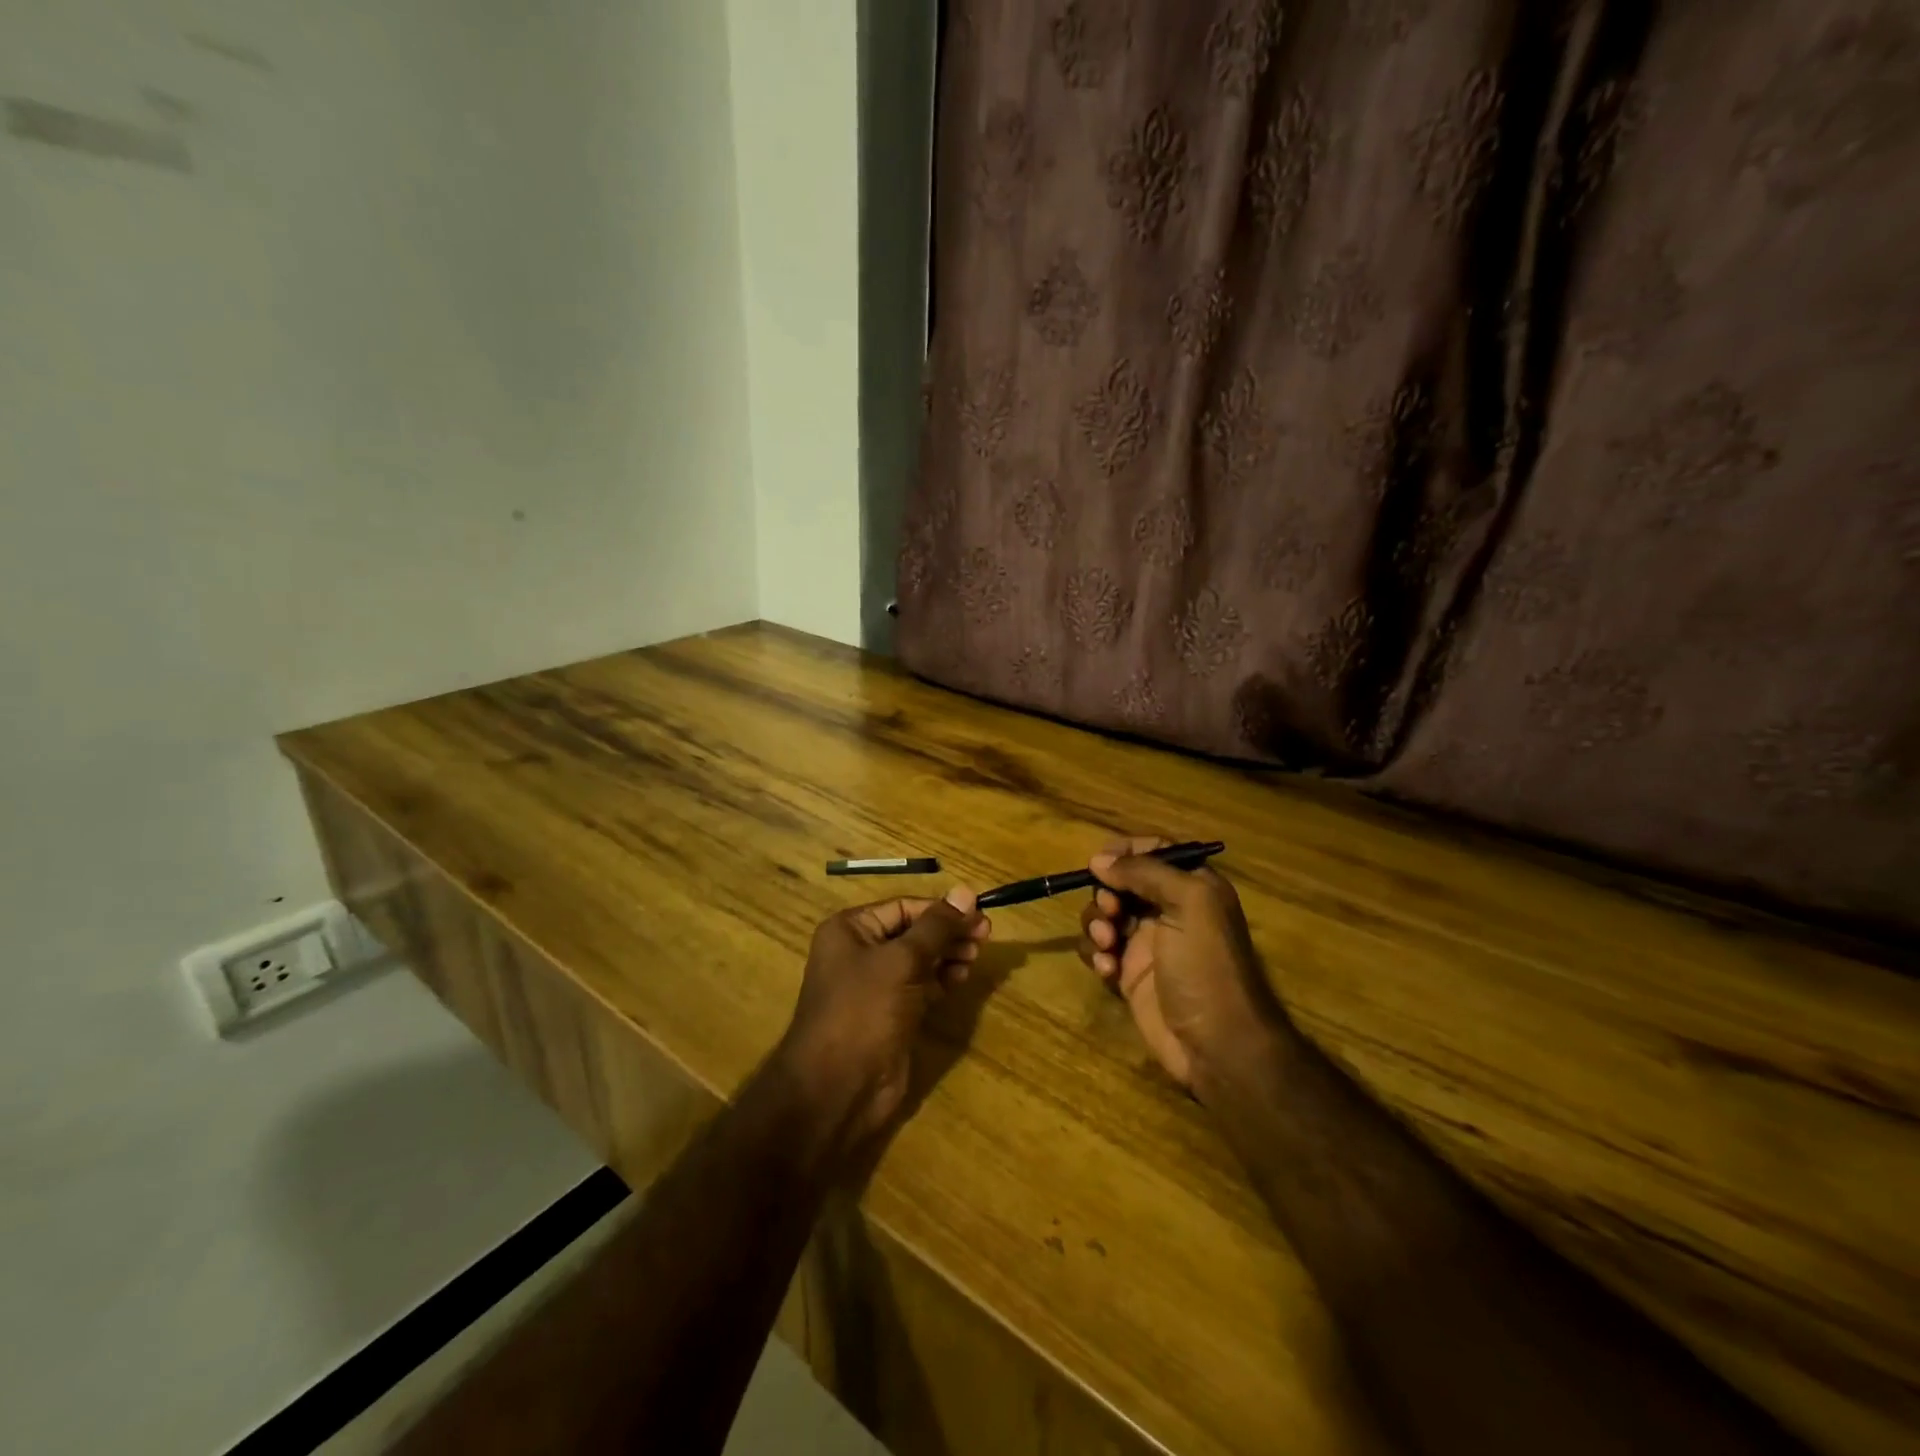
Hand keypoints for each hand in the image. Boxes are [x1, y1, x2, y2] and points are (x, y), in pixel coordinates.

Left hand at [776, 887, 990, 1154]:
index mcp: (850, 929)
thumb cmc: (864, 1011)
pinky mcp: (890, 1014)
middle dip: (948, 932)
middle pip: (913, 931)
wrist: (838, 1088)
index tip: (980, 913)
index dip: (942, 909)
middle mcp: (859, 952)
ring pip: (919, 959)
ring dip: (948, 955)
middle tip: (985, 936)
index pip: (904, 907)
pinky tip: (961, 978)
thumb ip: (937, 927)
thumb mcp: (902, 961)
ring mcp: (875, 985)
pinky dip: (941, 979)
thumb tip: (966, 891)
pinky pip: (920, 985)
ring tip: (975, 957)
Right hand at [1078, 838, 1286, 1093]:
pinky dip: (1095, 954)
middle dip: (1107, 892)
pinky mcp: (1129, 974)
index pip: (1156, 851)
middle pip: (1122, 881)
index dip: (1126, 850)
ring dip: (1097, 923)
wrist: (1216, 1043)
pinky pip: (1098, 950)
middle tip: (1111, 911)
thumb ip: (1146, 872)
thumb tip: (1099, 860)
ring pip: (1104, 914)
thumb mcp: (1188, 904)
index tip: (1099, 861)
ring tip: (1107, 944)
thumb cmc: (1207, 965)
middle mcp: (1168, 909)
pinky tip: (1107, 971)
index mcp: (1192, 886)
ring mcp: (1146, 943)